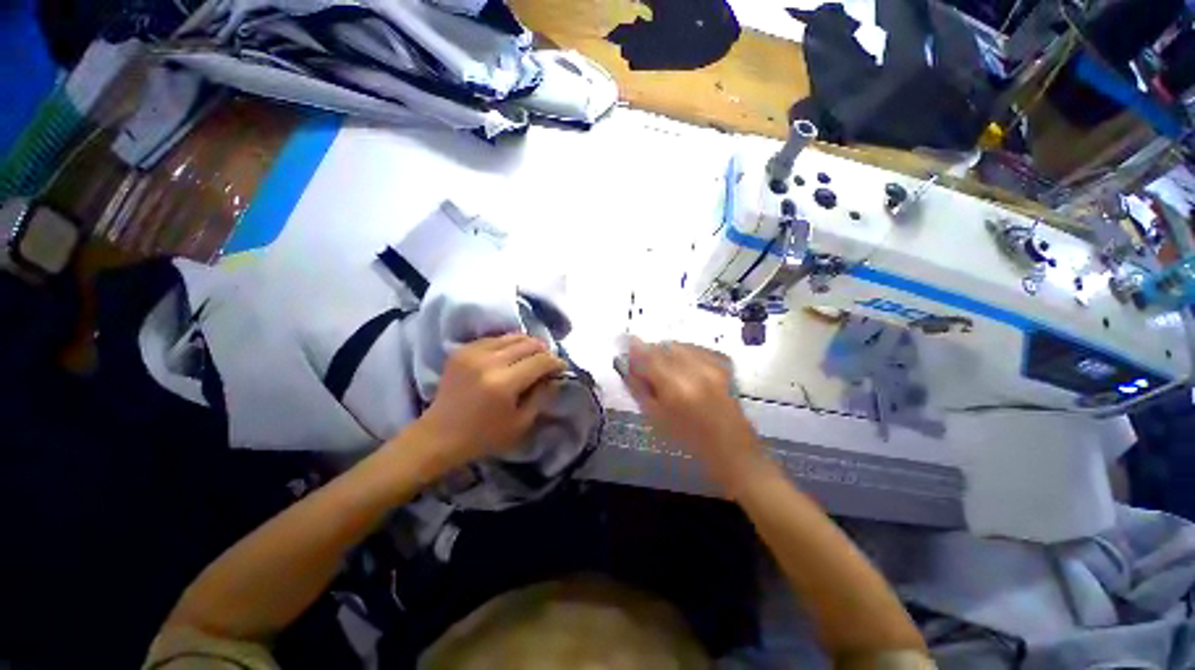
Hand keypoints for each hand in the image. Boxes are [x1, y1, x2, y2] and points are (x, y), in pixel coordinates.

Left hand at [412, 334, 565, 473]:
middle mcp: (488, 361)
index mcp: (504, 383)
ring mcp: (472, 353)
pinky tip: (511, 355)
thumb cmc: (483, 436)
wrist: (439, 435)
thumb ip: (542, 396)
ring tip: (533, 355)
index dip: (556, 362)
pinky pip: (494, 338)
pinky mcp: (461, 350)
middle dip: (544, 350)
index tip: (562, 367)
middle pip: (528, 344)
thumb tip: (554, 377)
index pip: (540, 361)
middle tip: (549, 361)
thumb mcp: (521, 424)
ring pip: (512, 336)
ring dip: (527, 344)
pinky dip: (508, 344)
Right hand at [621, 338, 763, 485]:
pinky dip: (684, 353)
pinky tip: (683, 368)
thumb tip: (627, 365)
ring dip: (667, 352)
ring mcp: (712, 365)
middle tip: (646, 365)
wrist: (732, 448)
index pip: (648, 356)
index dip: (635, 349)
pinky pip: (695, 348)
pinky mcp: (723, 364)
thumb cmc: (689, 440)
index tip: (626, 346)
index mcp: (676, 387)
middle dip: (651, 352)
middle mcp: (695, 369)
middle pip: (664, 347)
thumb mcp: (655, 418)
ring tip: (666, 369)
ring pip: (679, 345)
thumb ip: (638, 387)